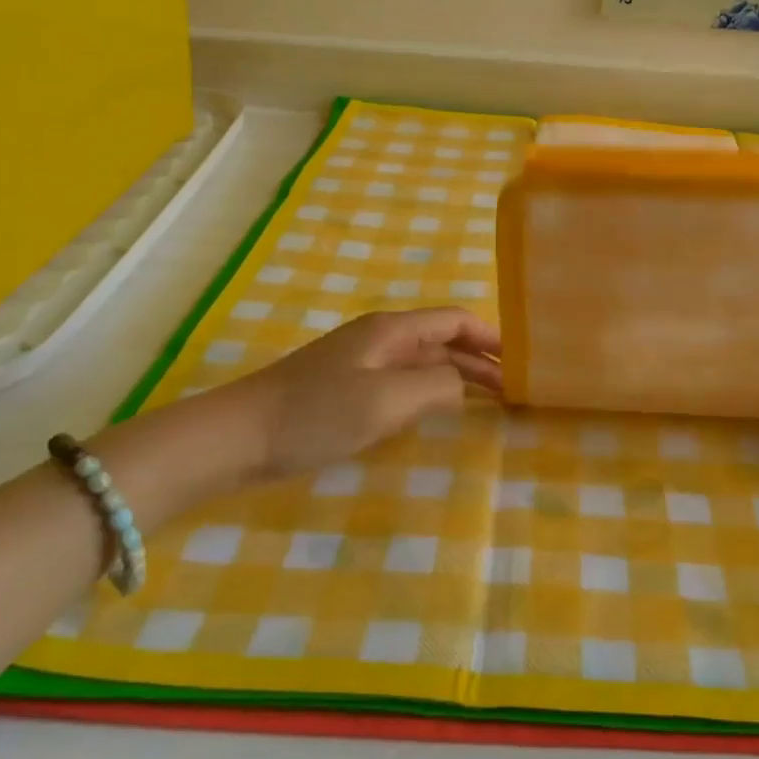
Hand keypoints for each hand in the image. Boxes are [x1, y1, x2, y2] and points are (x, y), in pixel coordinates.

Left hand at [230, 307, 500, 478]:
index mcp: (391, 330)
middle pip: (442, 342)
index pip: (454, 321)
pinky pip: (401, 383)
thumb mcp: (386, 399)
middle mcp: (380, 339)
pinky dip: (429, 393)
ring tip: (488, 402)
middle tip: (513, 391)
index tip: (521, 362)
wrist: (237, 437)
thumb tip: (463, 385)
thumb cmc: (315, 413)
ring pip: (422, 363)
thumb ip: (436, 387)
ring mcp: (360, 364)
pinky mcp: (344, 390)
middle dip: (479, 361)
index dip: (490, 336)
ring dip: (456, 378)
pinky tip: (436, 413)